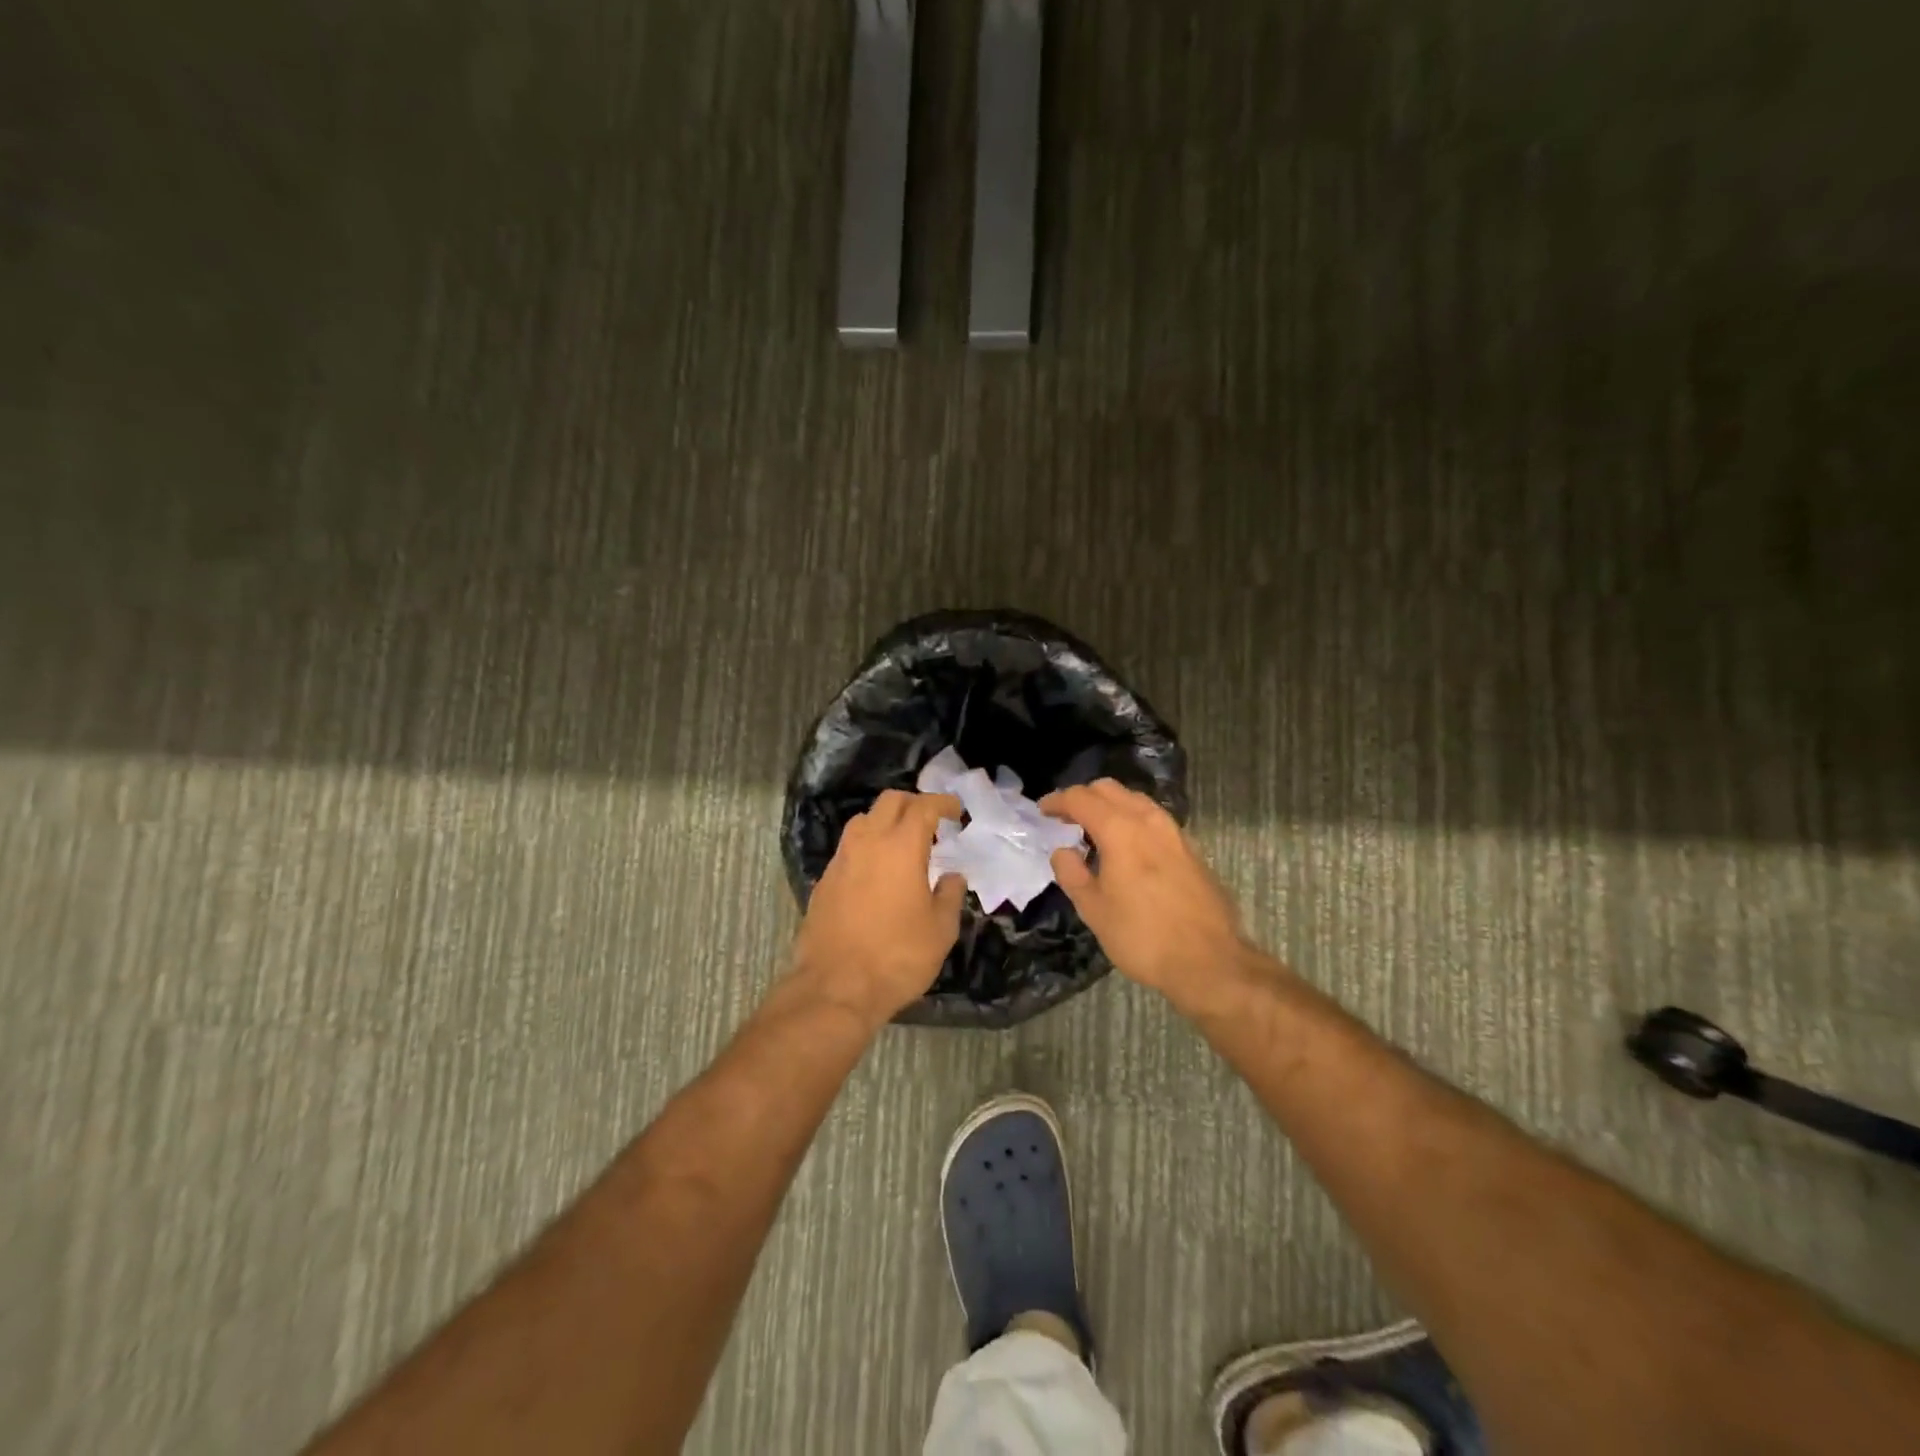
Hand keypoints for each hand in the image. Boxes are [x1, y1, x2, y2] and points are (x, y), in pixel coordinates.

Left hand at [791, 790, 966, 1024]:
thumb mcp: (940, 930)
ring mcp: (841, 860)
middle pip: (889, 802)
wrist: (836, 987)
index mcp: (901, 847)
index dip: (943, 803)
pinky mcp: (824, 881)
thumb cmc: (898, 956)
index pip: (923, 806)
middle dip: (913, 803)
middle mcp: (867, 842)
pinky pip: (849, 849)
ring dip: (886, 822)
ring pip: (863, 821)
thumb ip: (950, 895)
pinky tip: (877, 873)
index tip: (956, 811)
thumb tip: (952, 876)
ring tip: (903, 844)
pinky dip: (867, 848)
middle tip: (931, 822)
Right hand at [1040, 780, 1255, 1001]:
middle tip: (1066, 819)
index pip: (1081, 799)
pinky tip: (1128, 847)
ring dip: (1111, 806)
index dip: (1057, 801)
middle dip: (1084, 797)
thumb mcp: (1094, 911)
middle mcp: (1149, 820)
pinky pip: (1154, 819)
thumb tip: (1063, 851)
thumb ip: (1072, 874)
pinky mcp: (1191, 849)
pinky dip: (1133, 820)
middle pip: (1110, 789)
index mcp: (1120, 830)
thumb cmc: (1143, 937)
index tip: (1042, 811)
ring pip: (1136, 801)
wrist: (1210, 961)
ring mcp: (1175, 832)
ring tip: (1095, 831)